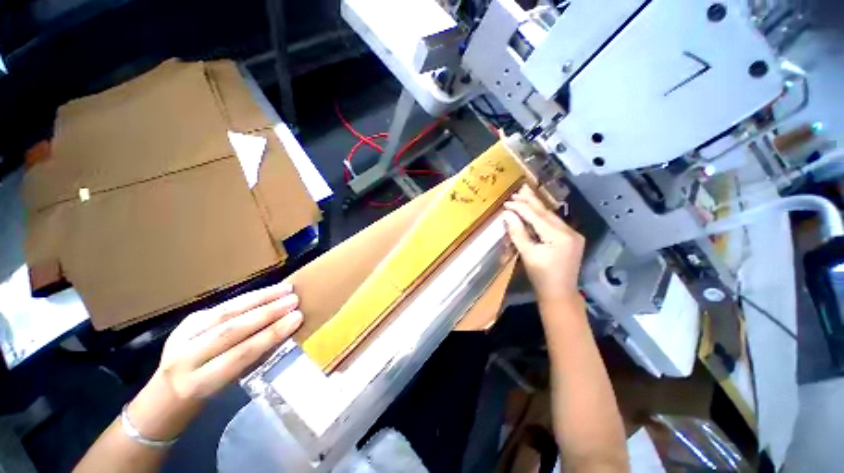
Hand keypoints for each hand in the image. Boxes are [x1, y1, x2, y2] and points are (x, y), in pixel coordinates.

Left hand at [127, 282, 302, 440]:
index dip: (270, 335)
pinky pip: (223, 306)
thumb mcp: (227, 385)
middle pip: (231, 330)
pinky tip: (268, 291)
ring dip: (260, 299)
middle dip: (267, 313)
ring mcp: (183, 335)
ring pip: (226, 312)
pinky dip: (249, 297)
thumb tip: (283, 333)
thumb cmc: (208, 392)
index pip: (240, 354)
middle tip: (294, 301)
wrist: (168, 391)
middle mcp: (186, 357)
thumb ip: (249, 359)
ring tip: (286, 290)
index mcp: (198, 382)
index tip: (296, 319)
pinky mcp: (188, 320)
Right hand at [503, 185, 584, 305]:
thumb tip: (507, 214)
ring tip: (526, 194)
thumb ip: (517, 232)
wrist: (560, 293)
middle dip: (531, 200)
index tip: (507, 201)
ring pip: (551, 216)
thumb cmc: (541, 277)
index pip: (536, 216)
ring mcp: (573, 235)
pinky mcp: (572, 239)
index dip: (521, 207)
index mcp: (559, 236)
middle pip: (546, 213)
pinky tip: (536, 210)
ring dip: (537, 206)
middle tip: (519, 189)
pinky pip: (554, 223)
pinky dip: (543, 216)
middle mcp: (569, 232)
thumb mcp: (527, 254)